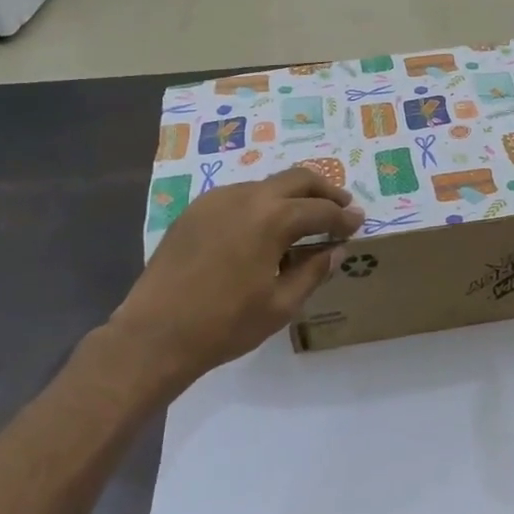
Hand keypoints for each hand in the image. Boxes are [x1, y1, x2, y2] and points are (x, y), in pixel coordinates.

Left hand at [108, 167, 364, 383]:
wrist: (154, 335)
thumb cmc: (225, 324)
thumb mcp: (281, 304)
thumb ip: (313, 271)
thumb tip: (336, 250)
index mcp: (272, 218)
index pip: (320, 210)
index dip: (344, 217)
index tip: (359, 222)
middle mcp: (246, 197)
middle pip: (297, 178)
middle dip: (324, 191)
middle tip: (340, 208)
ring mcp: (216, 200)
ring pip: (267, 184)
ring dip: (292, 196)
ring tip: (304, 220)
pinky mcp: (195, 211)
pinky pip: (240, 196)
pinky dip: (263, 204)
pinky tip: (264, 230)